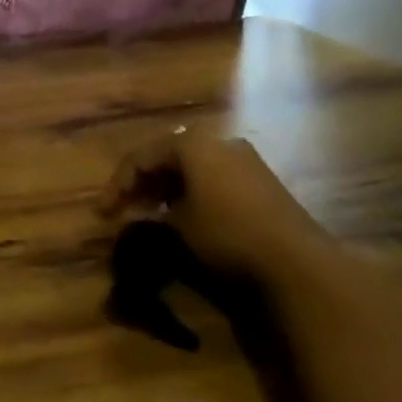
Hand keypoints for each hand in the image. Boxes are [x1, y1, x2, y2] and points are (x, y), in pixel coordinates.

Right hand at [98, 127, 326, 283]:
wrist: (299, 262)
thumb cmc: (227, 235)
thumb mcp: (179, 227)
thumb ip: (153, 214)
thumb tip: (140, 214)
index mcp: (191, 143)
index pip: (141, 157)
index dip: (118, 184)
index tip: (103, 212)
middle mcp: (217, 140)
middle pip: (167, 156)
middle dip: (143, 181)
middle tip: (125, 207)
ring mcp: (244, 158)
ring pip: (192, 166)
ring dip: (168, 186)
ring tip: (152, 211)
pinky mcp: (262, 179)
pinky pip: (214, 176)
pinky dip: (193, 191)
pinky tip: (187, 213)